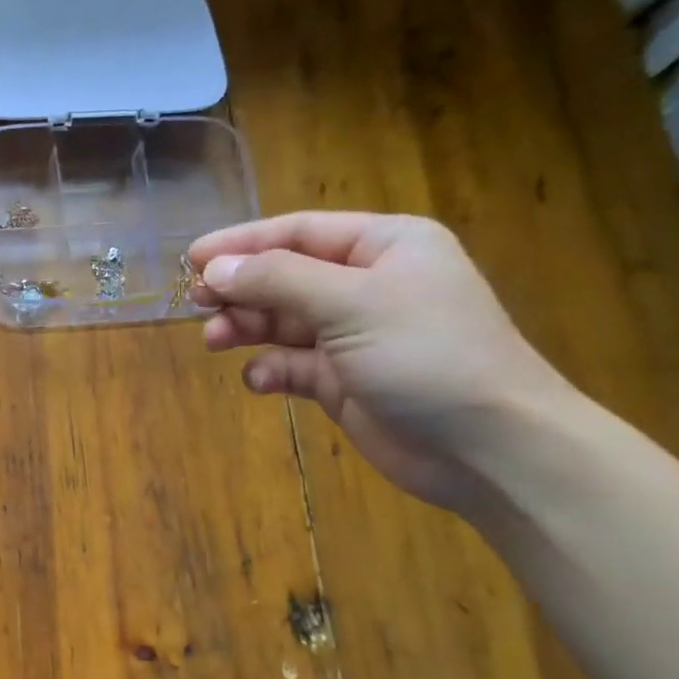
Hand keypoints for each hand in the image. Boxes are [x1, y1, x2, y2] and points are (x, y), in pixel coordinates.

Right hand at [190, 212, 575, 510]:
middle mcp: (367, 285)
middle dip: (242, 289)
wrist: (486, 446)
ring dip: (248, 329)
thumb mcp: (351, 303)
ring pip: (283, 323)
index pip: (299, 232)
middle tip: (196, 302)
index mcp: (384, 246)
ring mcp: (355, 336)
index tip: (192, 258)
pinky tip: (261, 381)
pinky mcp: (344, 382)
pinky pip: (294, 366)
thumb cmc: (426, 354)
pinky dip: (272, 370)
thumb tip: (215, 268)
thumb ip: (279, 280)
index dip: (243, 242)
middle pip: (286, 276)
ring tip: (215, 340)